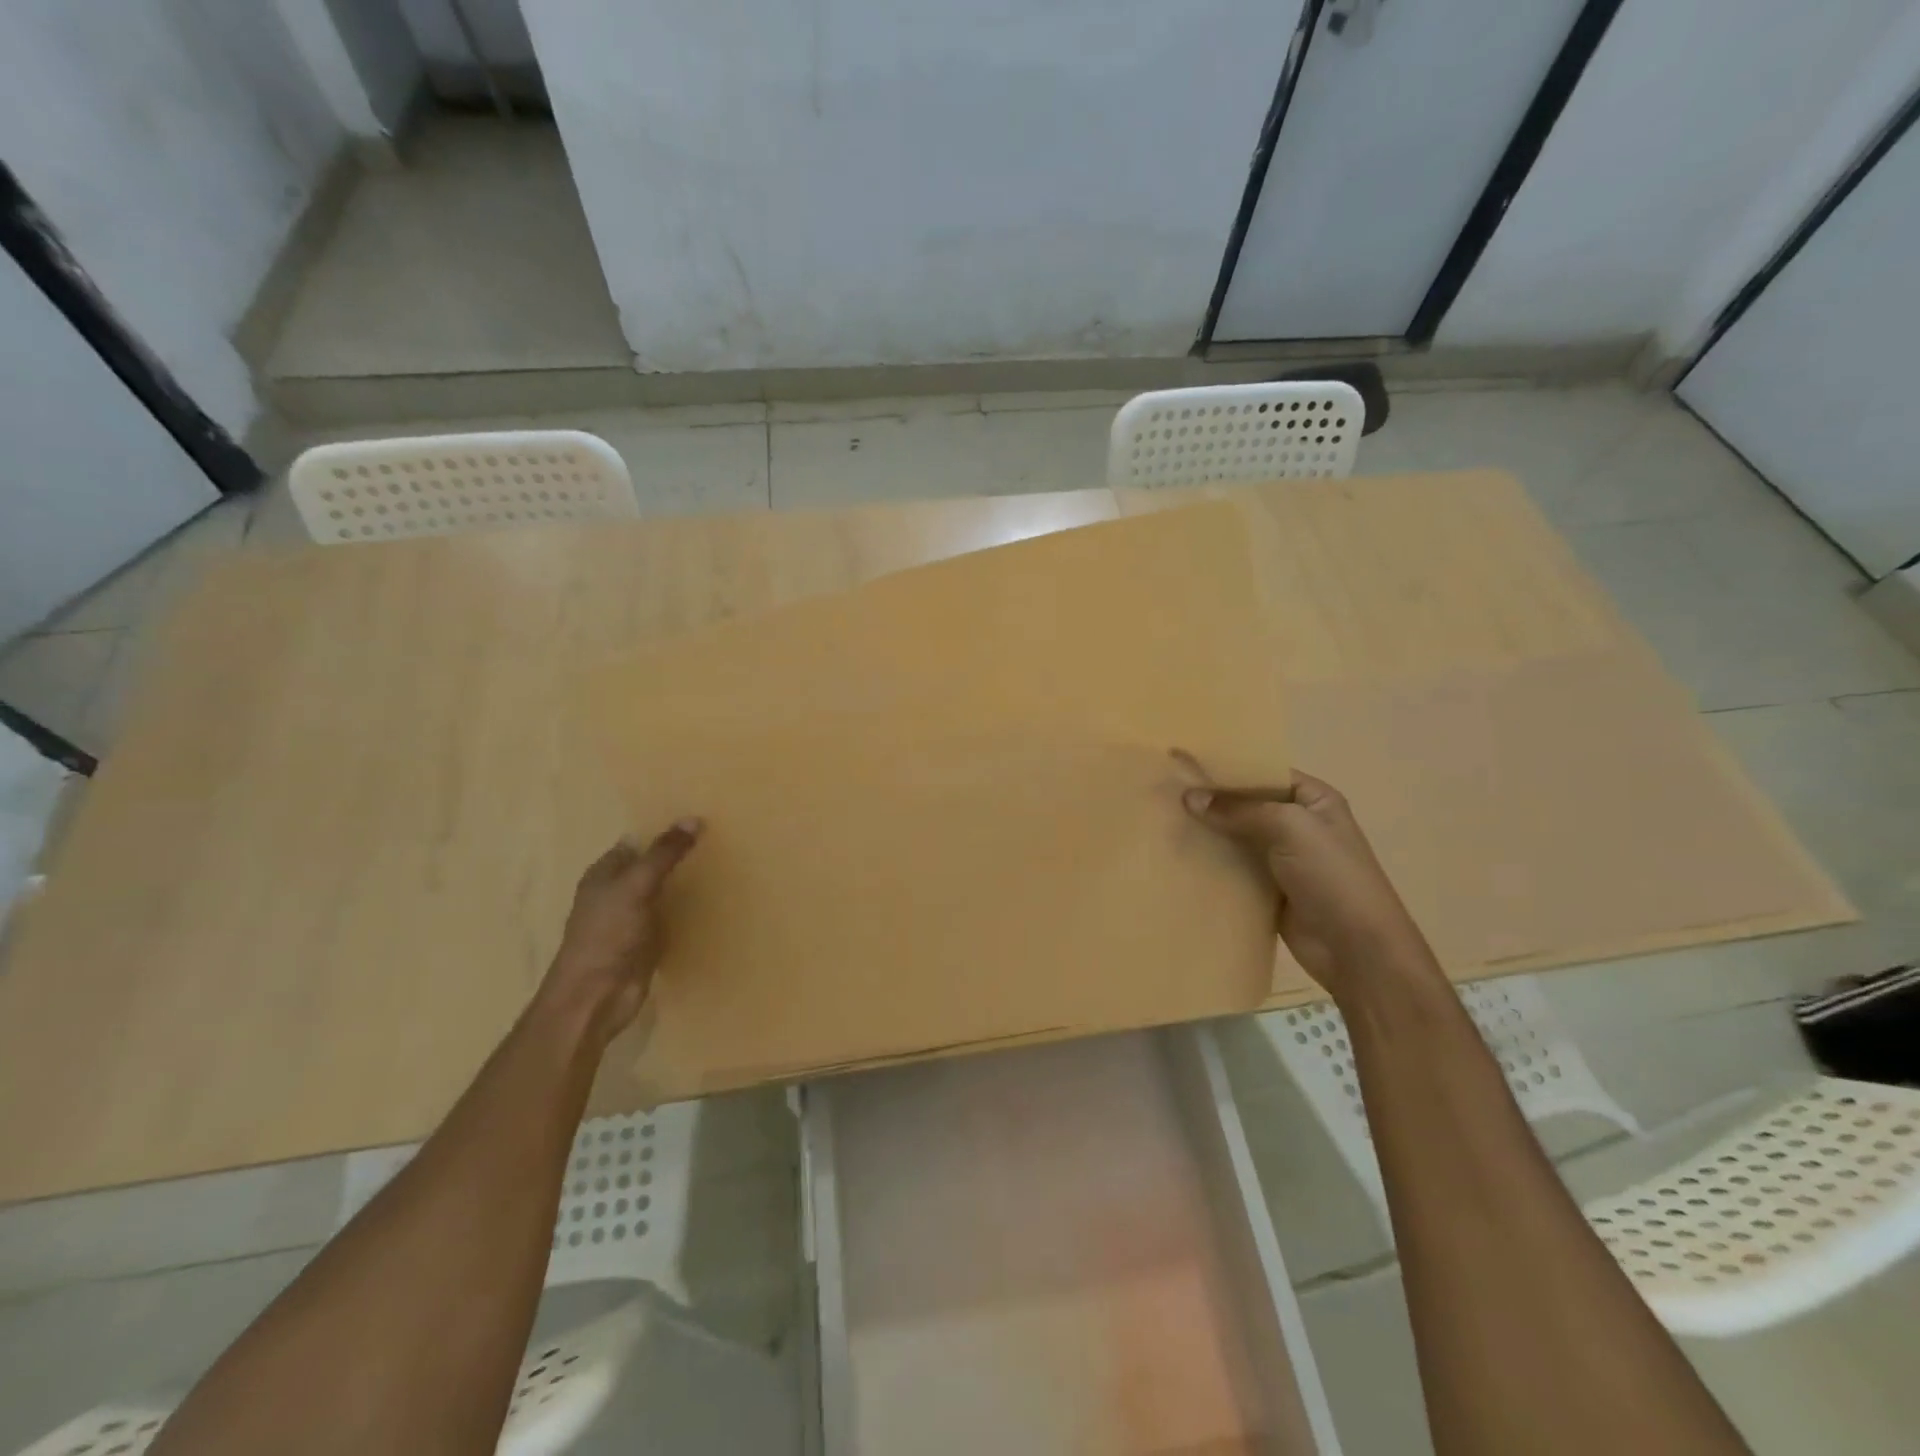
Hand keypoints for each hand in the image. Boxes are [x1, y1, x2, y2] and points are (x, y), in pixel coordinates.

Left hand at [537, 819, 702, 1047]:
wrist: (595, 996)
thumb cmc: (607, 934)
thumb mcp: (636, 885)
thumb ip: (663, 854)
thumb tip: (693, 819)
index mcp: (603, 874)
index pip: (636, 843)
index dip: (662, 832)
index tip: (699, 822)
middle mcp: (616, 893)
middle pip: (651, 867)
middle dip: (677, 857)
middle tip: (718, 842)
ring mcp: (631, 920)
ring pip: (663, 893)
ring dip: (685, 885)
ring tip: (723, 867)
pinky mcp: (646, 944)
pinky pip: (671, 919)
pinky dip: (687, 912)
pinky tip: (712, 905)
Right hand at [1173, 752, 1436, 1001]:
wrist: (1356, 948)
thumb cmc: (1331, 876)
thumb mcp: (1289, 827)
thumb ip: (1239, 810)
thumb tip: (1189, 797)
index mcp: (1314, 799)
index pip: (1265, 772)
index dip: (1228, 768)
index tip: (1185, 764)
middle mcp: (1298, 824)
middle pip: (1247, 804)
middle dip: (1211, 800)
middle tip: (1166, 792)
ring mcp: (1283, 858)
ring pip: (1237, 837)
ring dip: (1208, 832)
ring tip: (1165, 821)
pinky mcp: (1268, 889)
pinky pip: (1234, 868)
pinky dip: (1212, 862)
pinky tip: (1180, 855)